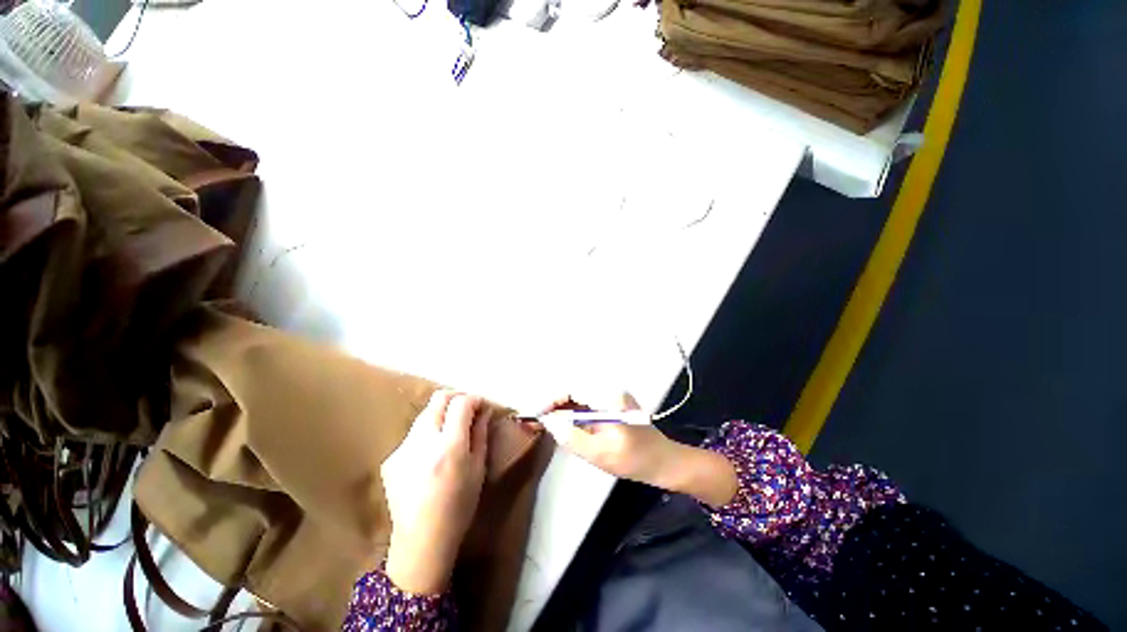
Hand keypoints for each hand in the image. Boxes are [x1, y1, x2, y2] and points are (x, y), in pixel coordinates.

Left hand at [382, 390, 488, 593]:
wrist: (421, 541)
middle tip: (467, 409)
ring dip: (441, 415)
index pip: (461, 403)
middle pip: (438, 399)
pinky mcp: (391, 458)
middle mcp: (423, 441)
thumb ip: (480, 434)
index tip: (482, 406)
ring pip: (425, 415)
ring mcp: (403, 449)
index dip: (474, 399)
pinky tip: (431, 455)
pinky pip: (414, 435)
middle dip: (456, 398)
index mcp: (449, 446)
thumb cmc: (459, 507)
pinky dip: (427, 435)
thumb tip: (483, 411)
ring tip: (450, 433)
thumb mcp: (478, 469)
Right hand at [540, 393, 737, 506]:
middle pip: (574, 390)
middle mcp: (609, 389)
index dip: (552, 400)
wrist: (663, 461)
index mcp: (608, 397)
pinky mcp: (612, 403)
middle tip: (539, 419)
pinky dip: (574, 411)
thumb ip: (571, 437)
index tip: (537, 414)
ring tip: (548, 422)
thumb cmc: (634, 459)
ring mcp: (612, 395)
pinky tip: (565, 423)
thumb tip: (550, 422)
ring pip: (580, 396)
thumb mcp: (599, 453)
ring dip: (563, 407)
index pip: (573, 389)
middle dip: (555, 403)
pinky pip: (587, 402)